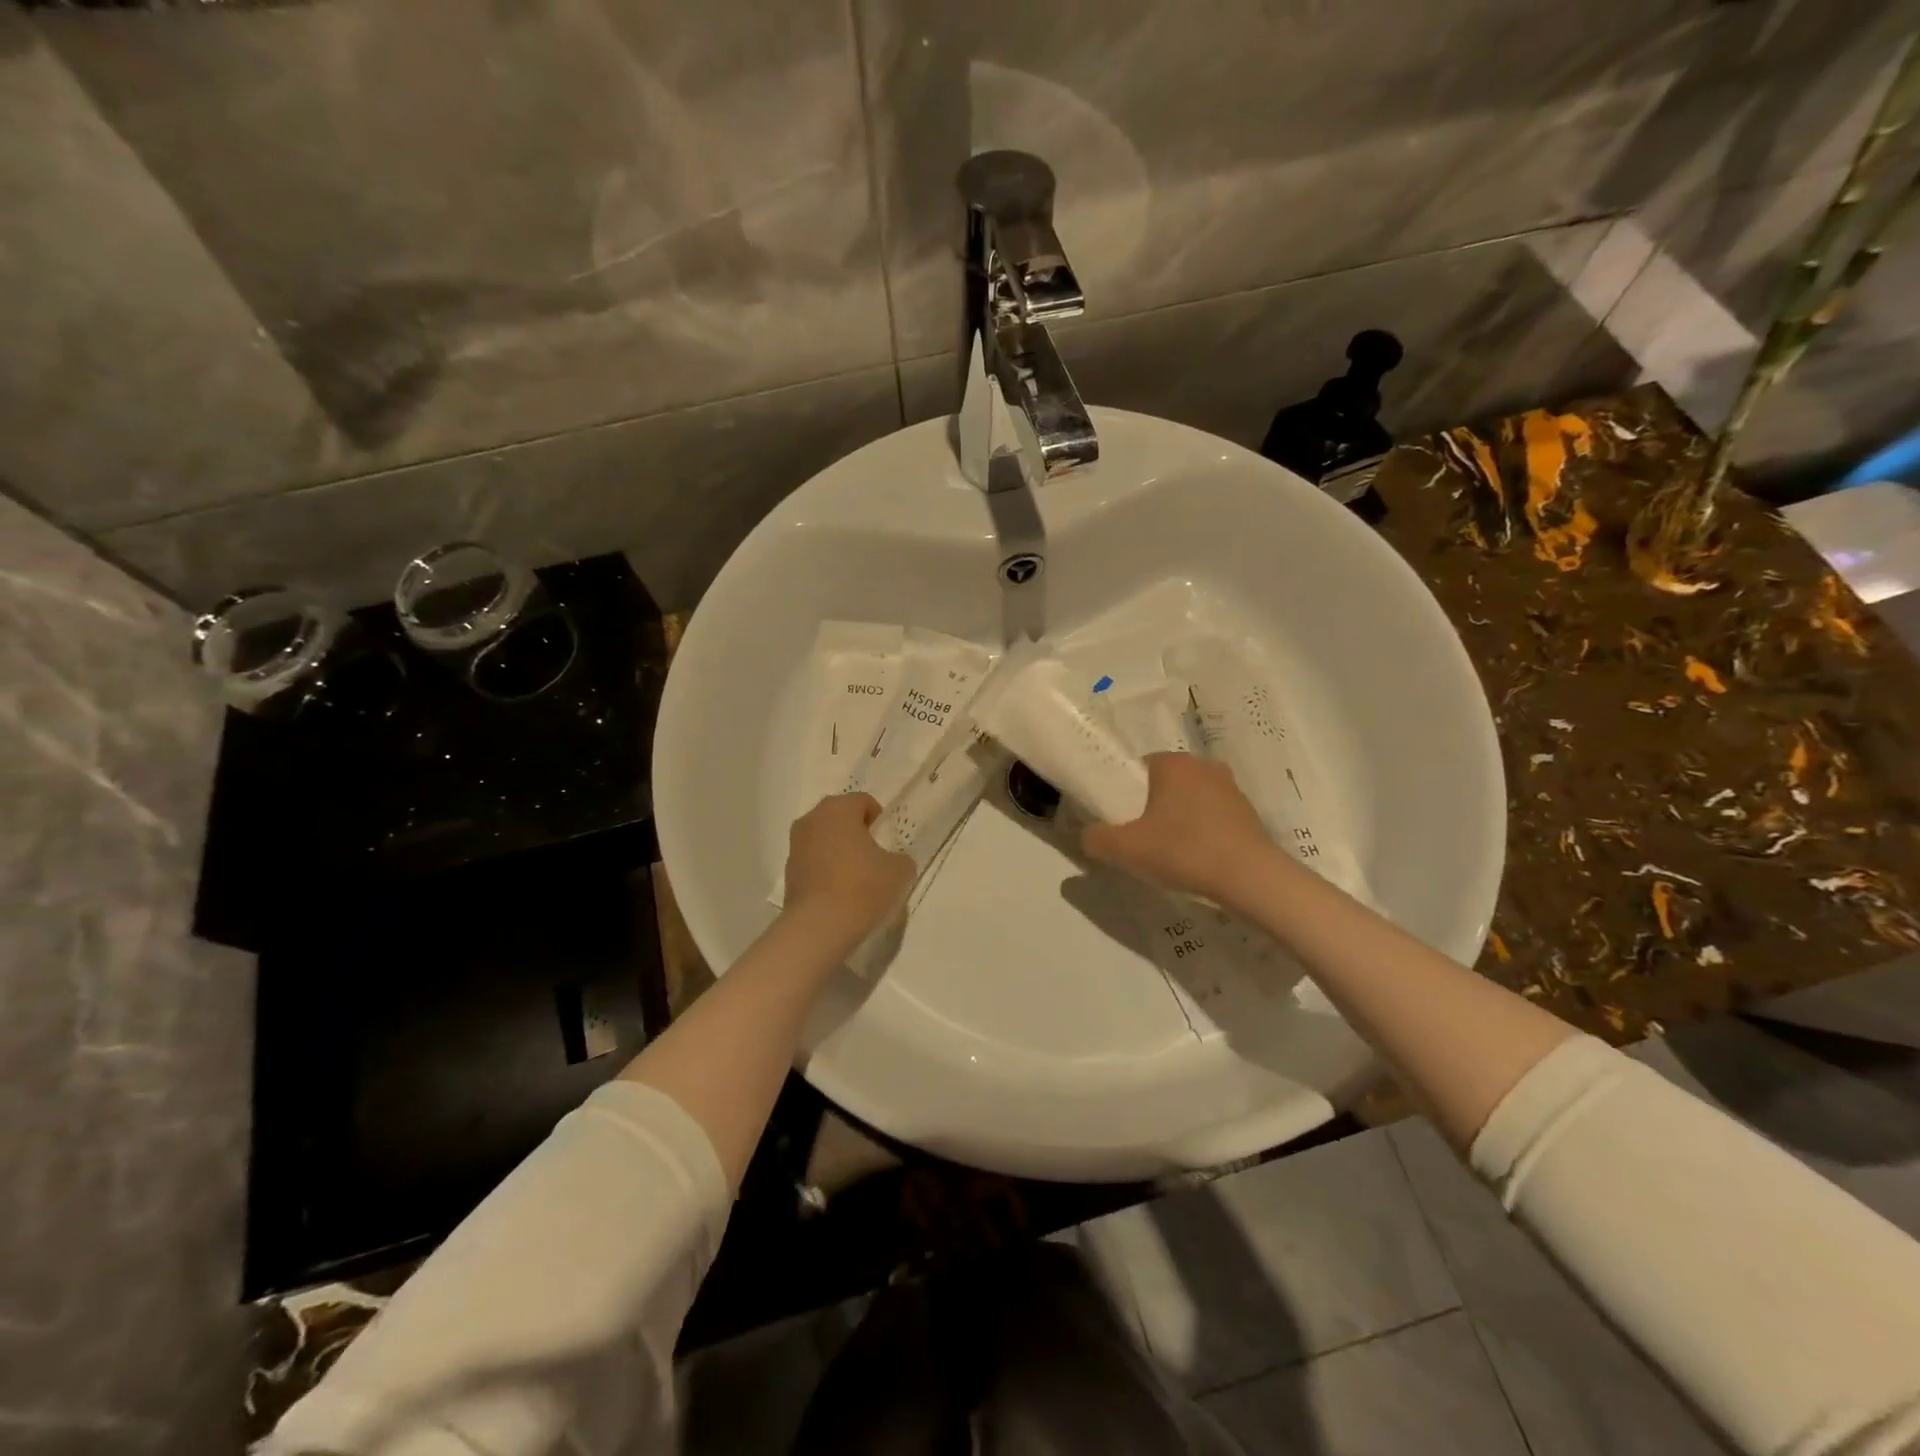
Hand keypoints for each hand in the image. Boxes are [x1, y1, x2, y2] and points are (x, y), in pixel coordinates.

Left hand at [783, 793, 914, 942]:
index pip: (863, 801)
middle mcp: (812, 819)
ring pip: (824, 839)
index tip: (887, 843)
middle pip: (840, 817)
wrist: (820, 926)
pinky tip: (839, 892)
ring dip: (839, 850)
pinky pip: (813, 861)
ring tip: (856, 877)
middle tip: (873, 857)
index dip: (879, 820)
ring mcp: (795, 845)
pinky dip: (825, 869)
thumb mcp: (899, 870)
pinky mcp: (788, 871)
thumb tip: (893, 862)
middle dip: (856, 832)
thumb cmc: (863, 887)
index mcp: (838, 809)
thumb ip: (900, 858)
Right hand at [1082, 753, 1278, 904]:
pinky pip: (1213, 818)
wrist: (1250, 879)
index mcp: (1173, 763)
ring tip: (1169, 853)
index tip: (1122, 821)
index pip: (1138, 768)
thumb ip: (1096, 838)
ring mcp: (1231, 789)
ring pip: (1191, 800)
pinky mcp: (1249, 814)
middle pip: (1165, 784)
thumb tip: (1089, 835)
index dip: (1126, 793)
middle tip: (1141, 839)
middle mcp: (1203, 766)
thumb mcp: (1124, 849)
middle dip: (1152, 807)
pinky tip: (1196, 860)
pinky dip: (1202, 834)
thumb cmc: (1183, 851)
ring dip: (1178, 820)